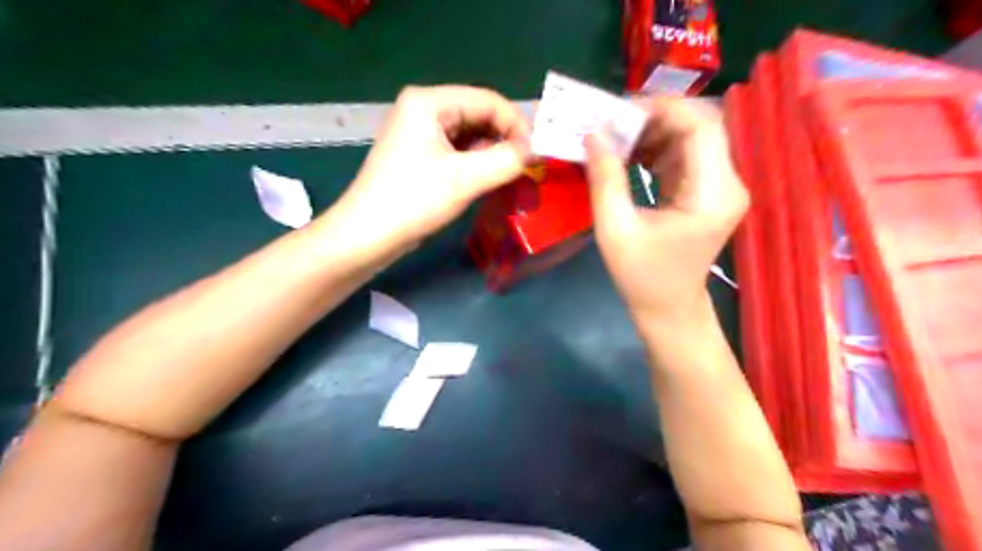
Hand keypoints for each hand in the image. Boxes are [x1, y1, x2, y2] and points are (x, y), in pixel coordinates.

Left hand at [327, 85, 528, 252]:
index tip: (536, 153)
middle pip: (478, 114)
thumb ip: (506, 160)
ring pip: (469, 134)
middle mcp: (423, 109)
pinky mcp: (418, 154)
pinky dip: (476, 161)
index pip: (487, 100)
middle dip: (505, 138)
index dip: (517, 124)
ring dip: (492, 151)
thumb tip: (534, 150)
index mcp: (429, 102)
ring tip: (510, 173)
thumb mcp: (465, 179)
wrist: (367, 236)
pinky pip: (457, 150)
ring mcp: (419, 132)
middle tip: (526, 165)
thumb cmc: (413, 201)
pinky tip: (488, 177)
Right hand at [581, 95, 754, 322]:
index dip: (662, 109)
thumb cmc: (642, 276)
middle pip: (699, 128)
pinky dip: (656, 149)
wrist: (668, 308)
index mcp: (713, 194)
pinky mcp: (707, 192)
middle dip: (654, 118)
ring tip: (614, 137)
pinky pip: (684, 156)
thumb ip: (605, 180)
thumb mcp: (615, 230)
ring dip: (653, 132)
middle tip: (612, 122)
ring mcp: (720, 187)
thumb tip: (594, 134)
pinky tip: (628, 154)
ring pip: (691, 138)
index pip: (701, 128)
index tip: (619, 110)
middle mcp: (727, 184)